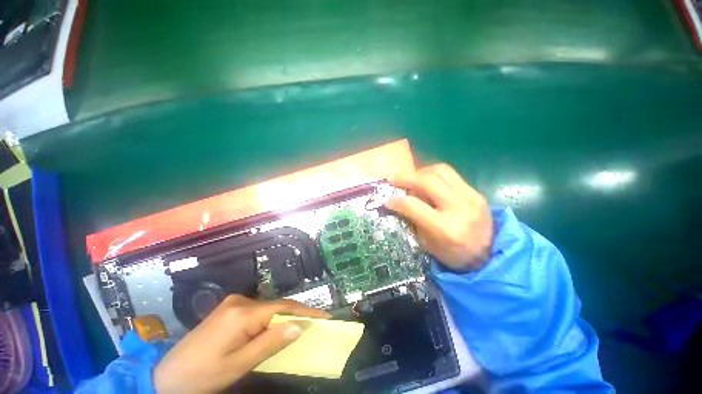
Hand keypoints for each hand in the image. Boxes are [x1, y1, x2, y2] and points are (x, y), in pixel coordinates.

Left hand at [153, 295, 329, 392]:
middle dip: (296, 315)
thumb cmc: (202, 375)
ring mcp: (234, 303)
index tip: (325, 317)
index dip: (306, 312)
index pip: (283, 307)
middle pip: (277, 306)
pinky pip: (259, 311)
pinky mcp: (230, 308)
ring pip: (269, 308)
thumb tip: (298, 326)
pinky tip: (275, 329)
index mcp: (241, 313)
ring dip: (284, 318)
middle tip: (315, 325)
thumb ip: (269, 343)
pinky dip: (271, 319)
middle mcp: (240, 301)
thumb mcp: (237, 365)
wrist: (166, 375)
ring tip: (300, 328)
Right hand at [386, 163, 492, 271]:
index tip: (387, 200)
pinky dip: (433, 174)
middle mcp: (458, 207)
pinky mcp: (475, 191)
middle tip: (394, 179)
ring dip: (420, 172)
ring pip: (440, 170)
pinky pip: (450, 174)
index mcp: (445, 228)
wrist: (491, 254)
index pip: (414, 205)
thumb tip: (400, 202)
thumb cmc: (454, 255)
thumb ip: (414, 220)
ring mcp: (470, 196)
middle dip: (406, 177)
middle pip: (428, 180)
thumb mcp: (428, 244)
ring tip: (410, 178)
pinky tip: (426, 181)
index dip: (397, 200)